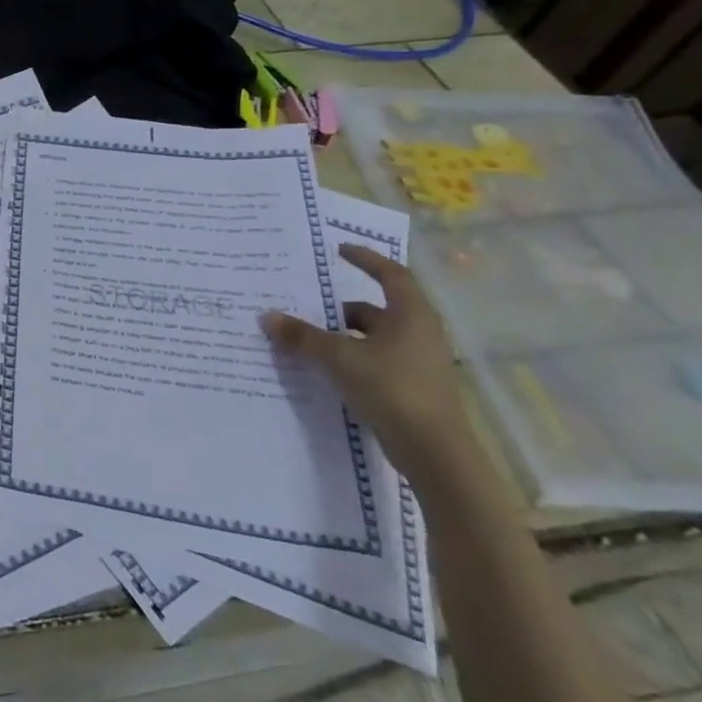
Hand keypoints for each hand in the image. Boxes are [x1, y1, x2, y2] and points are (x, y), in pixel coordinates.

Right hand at [260, 244, 476, 483]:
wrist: (434, 451)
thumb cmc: (391, 389)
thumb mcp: (338, 358)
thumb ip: (302, 336)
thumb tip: (267, 316)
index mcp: (411, 315)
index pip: (391, 274)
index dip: (366, 259)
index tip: (339, 250)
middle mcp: (419, 333)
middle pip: (376, 310)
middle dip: (339, 309)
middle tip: (305, 308)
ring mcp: (418, 362)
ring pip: (373, 338)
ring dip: (341, 336)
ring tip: (306, 342)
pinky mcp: (411, 387)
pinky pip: (374, 361)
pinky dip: (350, 359)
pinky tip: (325, 371)